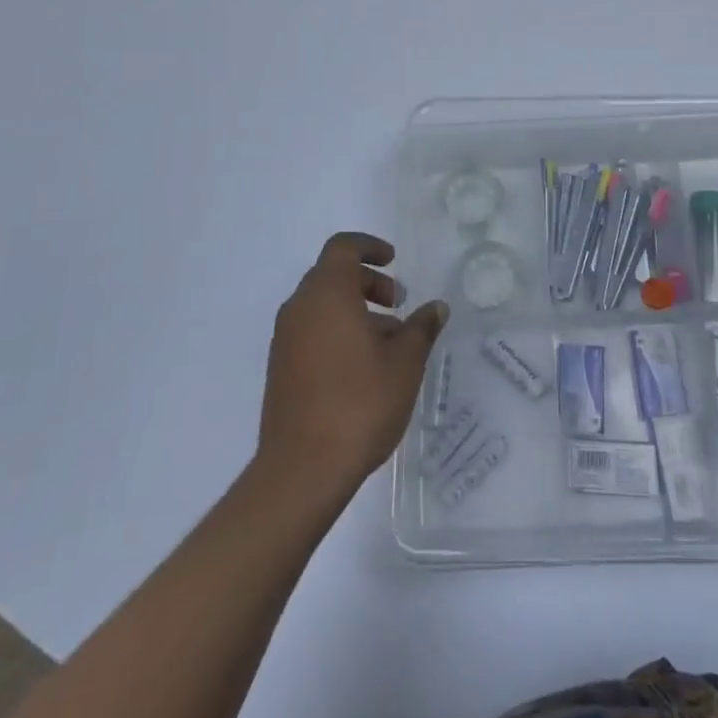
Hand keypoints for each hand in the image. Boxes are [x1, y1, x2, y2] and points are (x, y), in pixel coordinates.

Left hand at [257, 233, 447, 504]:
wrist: (302, 470)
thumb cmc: (359, 403)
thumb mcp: (405, 363)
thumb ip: (421, 328)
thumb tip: (436, 307)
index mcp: (327, 294)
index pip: (342, 248)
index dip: (369, 247)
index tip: (393, 260)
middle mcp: (300, 308)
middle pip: (332, 275)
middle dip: (367, 282)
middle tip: (398, 303)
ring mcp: (286, 340)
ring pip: (322, 306)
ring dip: (355, 310)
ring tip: (389, 342)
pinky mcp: (281, 368)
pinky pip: (312, 332)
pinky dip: (337, 332)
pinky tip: (364, 367)